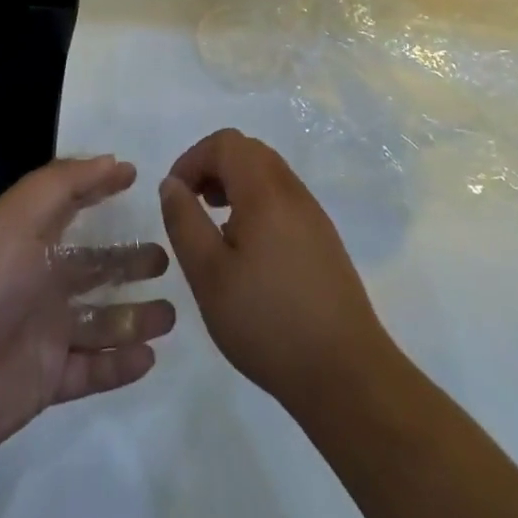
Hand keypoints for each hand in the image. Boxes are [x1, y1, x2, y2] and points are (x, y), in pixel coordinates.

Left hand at [0, 155, 174, 467]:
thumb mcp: (15, 218)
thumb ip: (62, 184)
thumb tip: (112, 160)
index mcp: (29, 238)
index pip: (71, 205)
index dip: (100, 188)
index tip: (136, 178)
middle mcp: (39, 280)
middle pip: (94, 267)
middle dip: (128, 261)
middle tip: (166, 258)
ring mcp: (44, 332)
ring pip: (101, 320)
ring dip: (134, 316)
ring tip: (171, 314)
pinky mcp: (47, 380)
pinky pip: (93, 370)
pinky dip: (120, 364)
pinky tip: (149, 357)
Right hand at [160, 129, 388, 408]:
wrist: (346, 374)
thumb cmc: (268, 322)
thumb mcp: (209, 275)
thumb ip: (184, 221)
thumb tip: (171, 183)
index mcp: (265, 191)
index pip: (225, 143)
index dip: (193, 158)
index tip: (175, 194)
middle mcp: (292, 191)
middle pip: (248, 151)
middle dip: (213, 167)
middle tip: (192, 204)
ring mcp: (313, 214)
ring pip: (267, 173)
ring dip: (235, 184)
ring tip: (215, 226)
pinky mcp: (323, 239)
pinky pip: (283, 198)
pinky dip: (256, 203)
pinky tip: (247, 250)